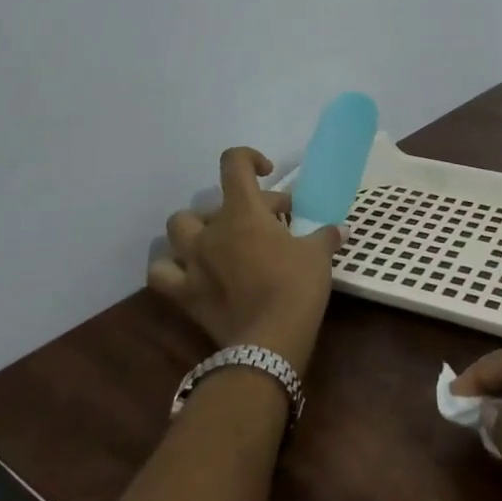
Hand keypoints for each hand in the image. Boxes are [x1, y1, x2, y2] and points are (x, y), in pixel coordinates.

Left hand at [149, 147, 340, 376]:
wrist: (270, 342)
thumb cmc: (296, 286)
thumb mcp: (318, 255)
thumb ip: (325, 236)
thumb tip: (340, 230)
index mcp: (243, 211)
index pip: (234, 163)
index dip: (249, 158)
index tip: (267, 173)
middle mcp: (212, 229)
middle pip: (213, 201)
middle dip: (240, 207)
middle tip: (268, 224)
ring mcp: (193, 261)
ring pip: (178, 227)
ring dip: (197, 228)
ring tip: (219, 240)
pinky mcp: (184, 292)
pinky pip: (161, 273)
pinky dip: (171, 268)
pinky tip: (189, 272)